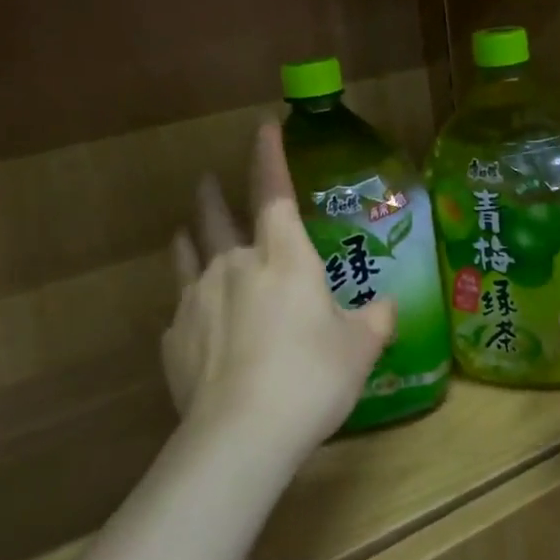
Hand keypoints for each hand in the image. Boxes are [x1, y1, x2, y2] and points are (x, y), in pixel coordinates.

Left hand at [164, 123, 395, 454]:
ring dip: (190, 237)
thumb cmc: (312, 377)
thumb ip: (375, 319)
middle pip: (217, 216)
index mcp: (283, 258)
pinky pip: (181, 309)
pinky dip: (188, 303)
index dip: (269, 157)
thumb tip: (386, 306)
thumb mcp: (361, 348)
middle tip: (209, 180)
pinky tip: (193, 318)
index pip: (274, 192)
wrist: (242, 433)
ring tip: (186, 231)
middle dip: (214, 193)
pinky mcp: (174, 339)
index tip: (263, 126)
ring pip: (188, 255)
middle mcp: (234, 266)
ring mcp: (196, 300)